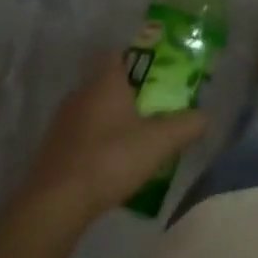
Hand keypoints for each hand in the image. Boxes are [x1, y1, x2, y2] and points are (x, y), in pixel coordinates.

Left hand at [17, 56, 207, 223]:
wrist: (56, 202)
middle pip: (107, 82)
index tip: (157, 72)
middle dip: (130, 91)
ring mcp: (63, 121)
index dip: (138, 58)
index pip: (118, 54)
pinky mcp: (53, 147)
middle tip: (155, 106)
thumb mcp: (160, 142)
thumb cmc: (111, 159)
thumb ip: (187, 126)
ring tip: (137, 136)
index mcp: (104, 82)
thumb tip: (205, 117)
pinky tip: (112, 161)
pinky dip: (97, 140)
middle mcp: (80, 93)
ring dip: (113, 118)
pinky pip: (82, 132)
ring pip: (93, 108)